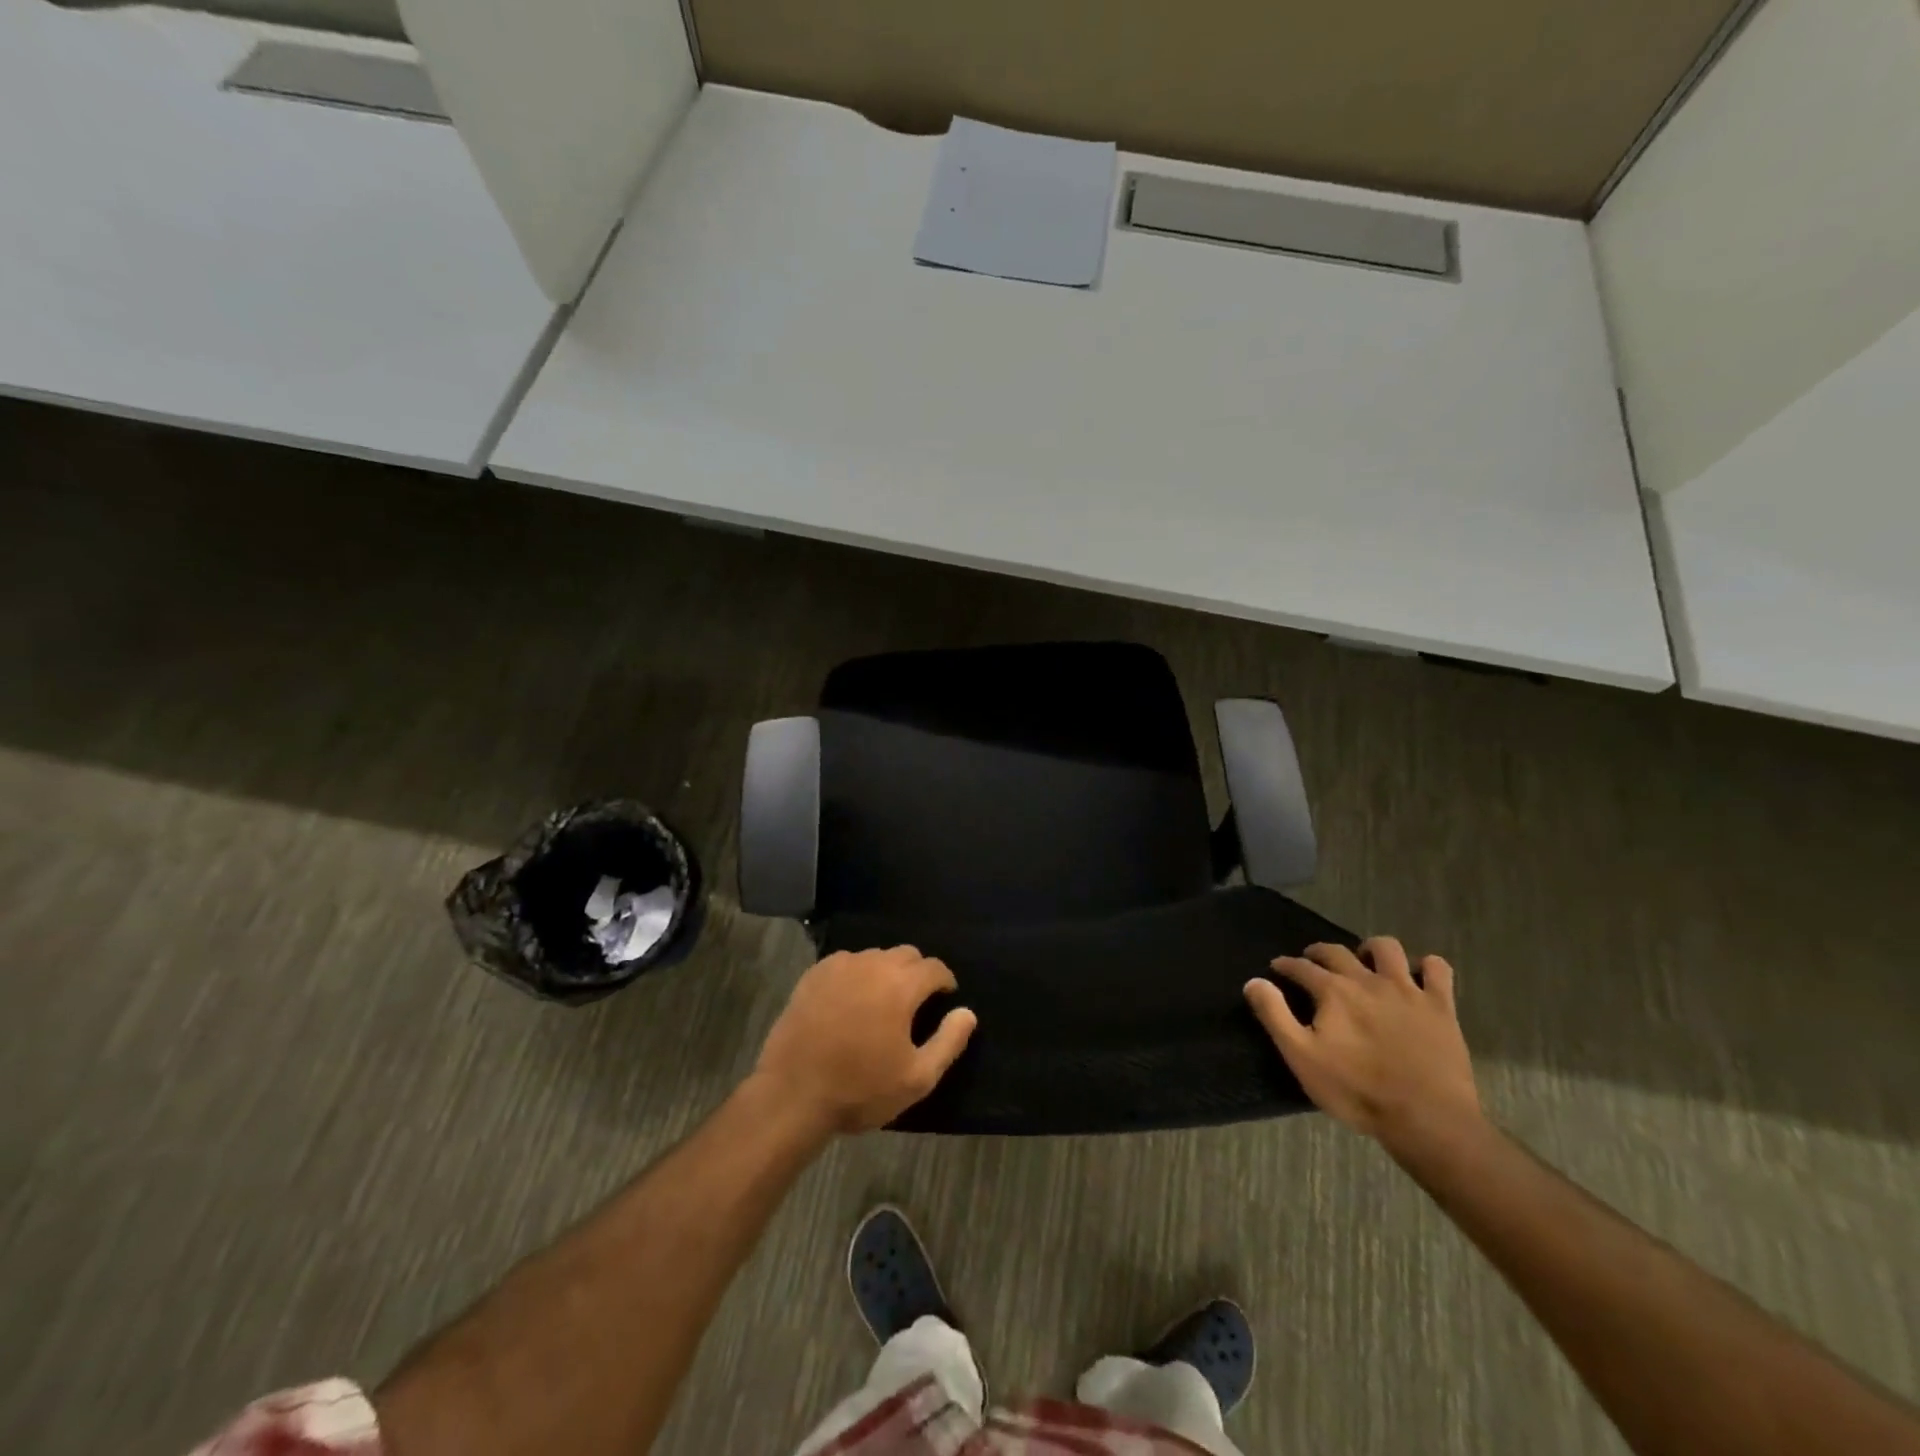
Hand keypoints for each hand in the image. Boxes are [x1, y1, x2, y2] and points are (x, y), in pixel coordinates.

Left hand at [755, 946, 976, 1132]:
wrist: (792, 1094)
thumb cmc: (860, 1089)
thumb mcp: (917, 1078)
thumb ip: (949, 1041)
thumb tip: (967, 1012)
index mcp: (900, 985)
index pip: (934, 967)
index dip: (944, 982)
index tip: (945, 1000)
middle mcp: (872, 964)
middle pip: (906, 955)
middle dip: (918, 973)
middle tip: (915, 1004)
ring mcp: (839, 966)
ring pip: (875, 956)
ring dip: (886, 972)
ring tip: (882, 1003)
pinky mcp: (813, 974)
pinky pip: (846, 963)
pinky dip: (857, 975)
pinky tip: (850, 1001)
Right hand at [1245, 937, 1480, 1158]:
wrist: (1429, 1119)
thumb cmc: (1358, 1091)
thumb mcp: (1302, 1058)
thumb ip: (1274, 1015)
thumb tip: (1254, 982)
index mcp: (1333, 991)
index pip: (1301, 967)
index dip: (1286, 965)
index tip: (1277, 967)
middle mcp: (1368, 980)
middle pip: (1337, 952)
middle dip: (1319, 952)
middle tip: (1312, 962)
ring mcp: (1408, 991)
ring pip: (1387, 948)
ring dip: (1371, 949)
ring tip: (1365, 963)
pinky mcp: (1441, 1007)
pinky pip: (1438, 969)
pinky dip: (1426, 966)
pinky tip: (1418, 977)